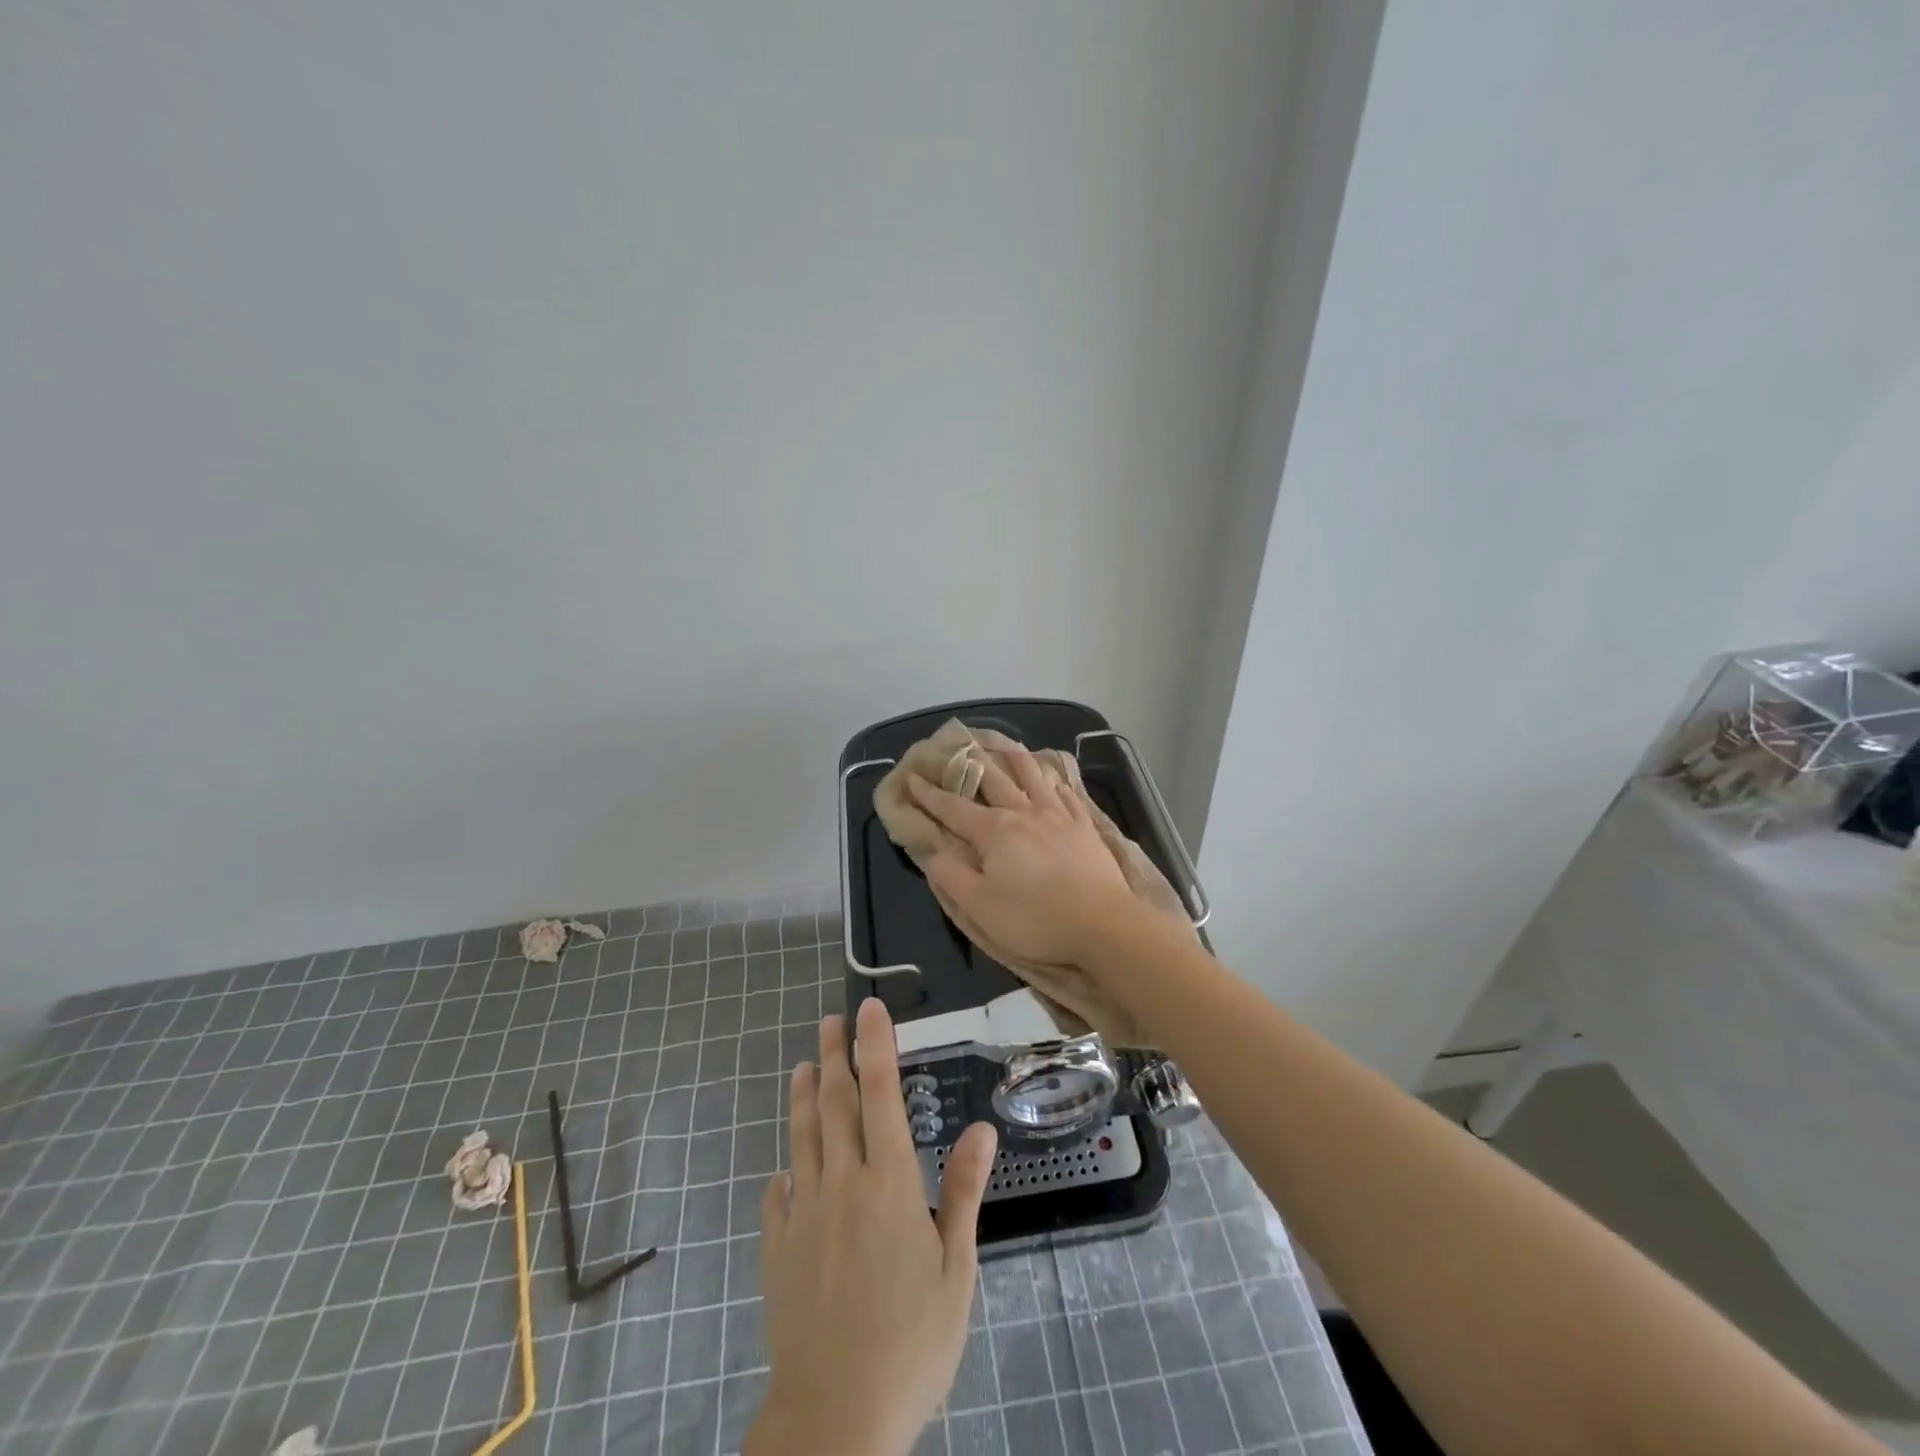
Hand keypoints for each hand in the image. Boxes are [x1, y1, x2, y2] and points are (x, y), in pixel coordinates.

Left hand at [746, 999, 997, 1455]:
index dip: (875, 1046)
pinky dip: (785, 1170)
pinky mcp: (778, 1247)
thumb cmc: (910, 1342)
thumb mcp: (955, 1270)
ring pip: (803, 1136)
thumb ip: (963, 1192)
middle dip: (835, 1054)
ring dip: (804, 1095)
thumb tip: (983, 1128)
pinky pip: (778, 1194)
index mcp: (889, 1182)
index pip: (880, 1094)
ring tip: (804, 1063)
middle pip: (836, 1103)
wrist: (834, 1417)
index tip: (869, 1009)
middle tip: (831, 1020)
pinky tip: (785, 1165)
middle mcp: (842, 1183)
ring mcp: (804, 1213)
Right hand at [907, 744, 1139, 965]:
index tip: (913, 779)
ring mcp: (1058, 817)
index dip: (930, 795)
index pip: (953, 808)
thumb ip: (951, 876)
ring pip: (1033, 778)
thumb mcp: (980, 907)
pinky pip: (1067, 796)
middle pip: (994, 781)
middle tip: (958, 748)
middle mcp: (1023, 813)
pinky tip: (1054, 780)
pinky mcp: (1084, 827)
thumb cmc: (1035, 919)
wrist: (1103, 924)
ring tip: (1007, 745)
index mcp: (994, 831)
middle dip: (971, 765)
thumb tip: (932, 851)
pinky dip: (1055, 783)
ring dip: (1016, 760)